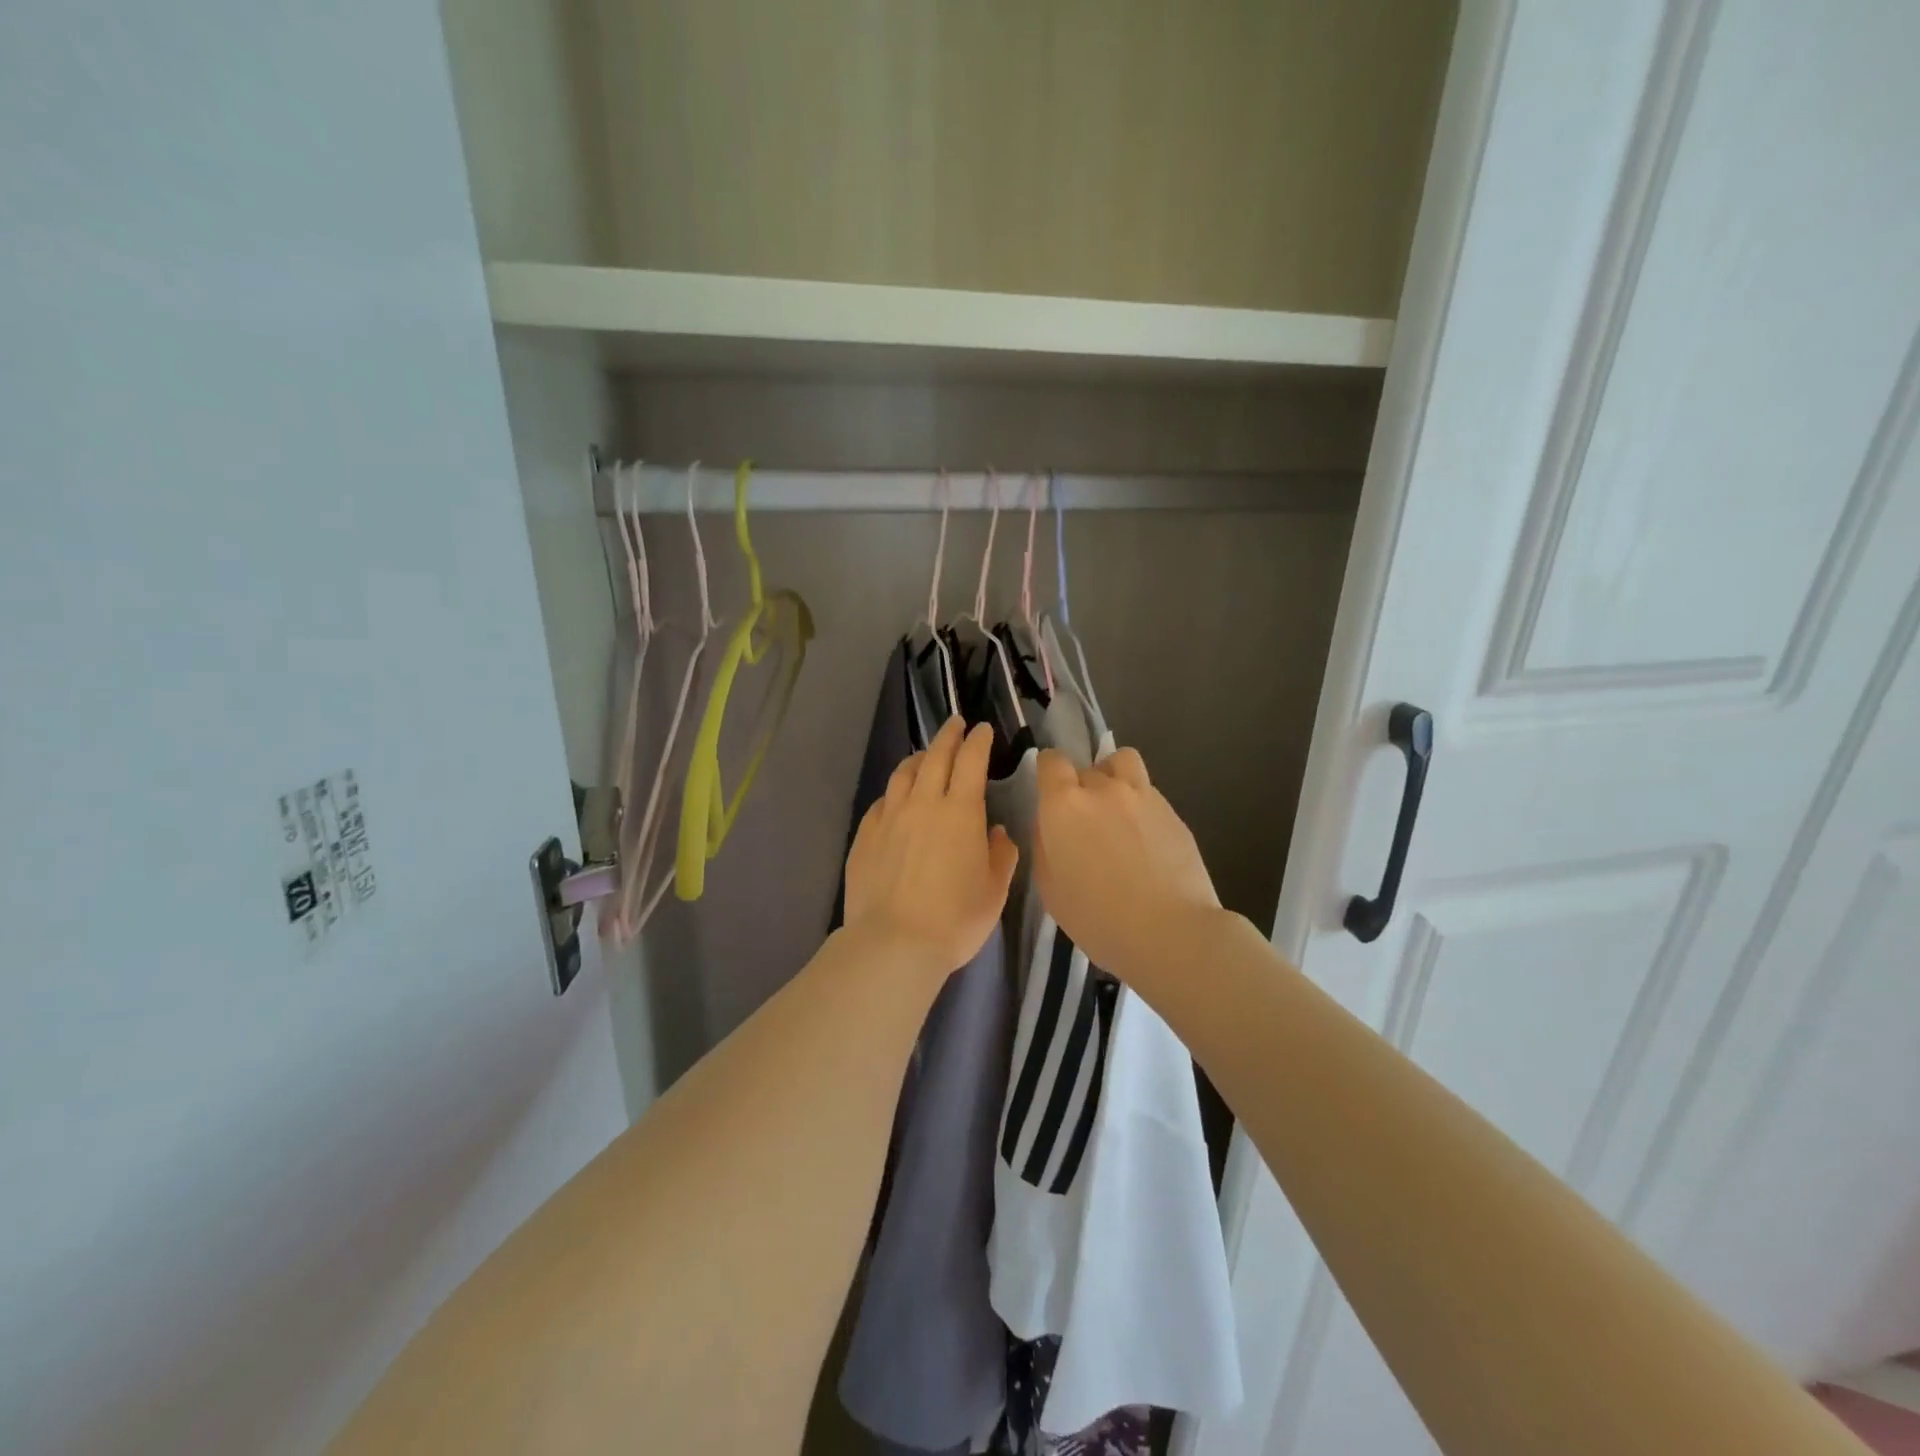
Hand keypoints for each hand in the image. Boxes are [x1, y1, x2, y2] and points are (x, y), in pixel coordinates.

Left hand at [844, 717, 1019, 978]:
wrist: (894, 942)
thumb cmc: (955, 919)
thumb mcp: (994, 891)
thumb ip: (1000, 855)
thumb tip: (997, 832)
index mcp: (961, 812)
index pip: (971, 761)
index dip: (978, 741)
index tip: (983, 729)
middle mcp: (923, 803)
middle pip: (935, 757)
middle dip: (948, 736)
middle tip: (956, 723)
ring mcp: (890, 817)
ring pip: (903, 773)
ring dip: (918, 757)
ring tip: (925, 754)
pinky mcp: (865, 835)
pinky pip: (882, 801)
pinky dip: (894, 790)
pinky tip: (896, 796)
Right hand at [1033, 747, 1221, 978]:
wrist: (1170, 932)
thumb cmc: (1098, 918)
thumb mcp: (1050, 888)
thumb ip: (1045, 845)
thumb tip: (1050, 826)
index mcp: (1065, 805)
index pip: (1051, 761)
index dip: (1048, 772)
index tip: (1049, 792)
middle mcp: (1103, 788)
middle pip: (1086, 767)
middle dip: (1080, 787)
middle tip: (1084, 822)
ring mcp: (1143, 796)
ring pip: (1123, 762)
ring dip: (1114, 776)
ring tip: (1116, 809)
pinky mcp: (1173, 811)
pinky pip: (1148, 792)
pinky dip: (1140, 803)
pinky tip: (1145, 838)